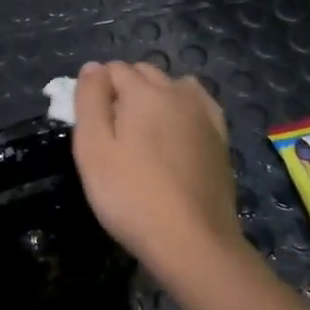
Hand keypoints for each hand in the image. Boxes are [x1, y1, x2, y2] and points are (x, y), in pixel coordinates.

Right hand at [72, 61, 241, 274]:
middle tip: (112, 133)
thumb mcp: (93, 148)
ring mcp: (204, 114)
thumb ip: (89, 100)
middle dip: (124, 89)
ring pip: (172, 85)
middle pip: (143, 72)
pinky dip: (182, 108)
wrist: (193, 243)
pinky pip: (198, 104)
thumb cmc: (132, 196)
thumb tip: (93, 67)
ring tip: (143, 134)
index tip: (91, 125)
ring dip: (154, 96)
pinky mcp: (220, 137)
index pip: (112, 69)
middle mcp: (177, 92)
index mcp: (144, 91)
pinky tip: (176, 132)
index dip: (96, 91)